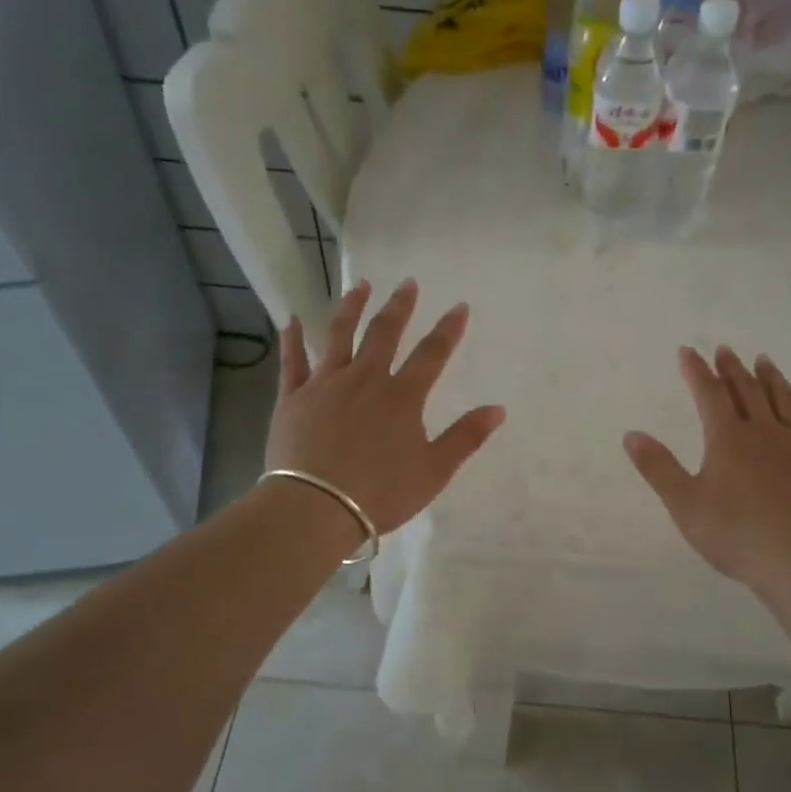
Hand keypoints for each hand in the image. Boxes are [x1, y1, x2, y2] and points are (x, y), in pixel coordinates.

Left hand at [264, 278, 505, 537]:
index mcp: (402, 397)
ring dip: (351, 308)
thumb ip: (465, 437)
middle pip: (384, 333)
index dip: (448, 329)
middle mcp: (365, 379)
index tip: (460, 306)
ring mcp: (325, 384)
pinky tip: (291, 319)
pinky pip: (292, 361)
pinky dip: (292, 339)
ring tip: (360, 286)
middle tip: (407, 284)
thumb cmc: (380, 493)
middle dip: (400, 306)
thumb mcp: (433, 471)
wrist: (316, 508)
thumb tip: (498, 409)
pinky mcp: (292, 398)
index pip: (432, 354)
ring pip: (339, 335)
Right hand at [624, 346, 790, 589]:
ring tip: (764, 361)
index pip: (708, 394)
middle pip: (746, 390)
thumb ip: (658, 467)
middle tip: (725, 349)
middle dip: (732, 368)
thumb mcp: (684, 503)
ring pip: (782, 400)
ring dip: (771, 378)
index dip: (696, 371)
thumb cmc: (734, 532)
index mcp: (727, 438)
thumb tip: (631, 434)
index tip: (687, 351)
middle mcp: (763, 431)